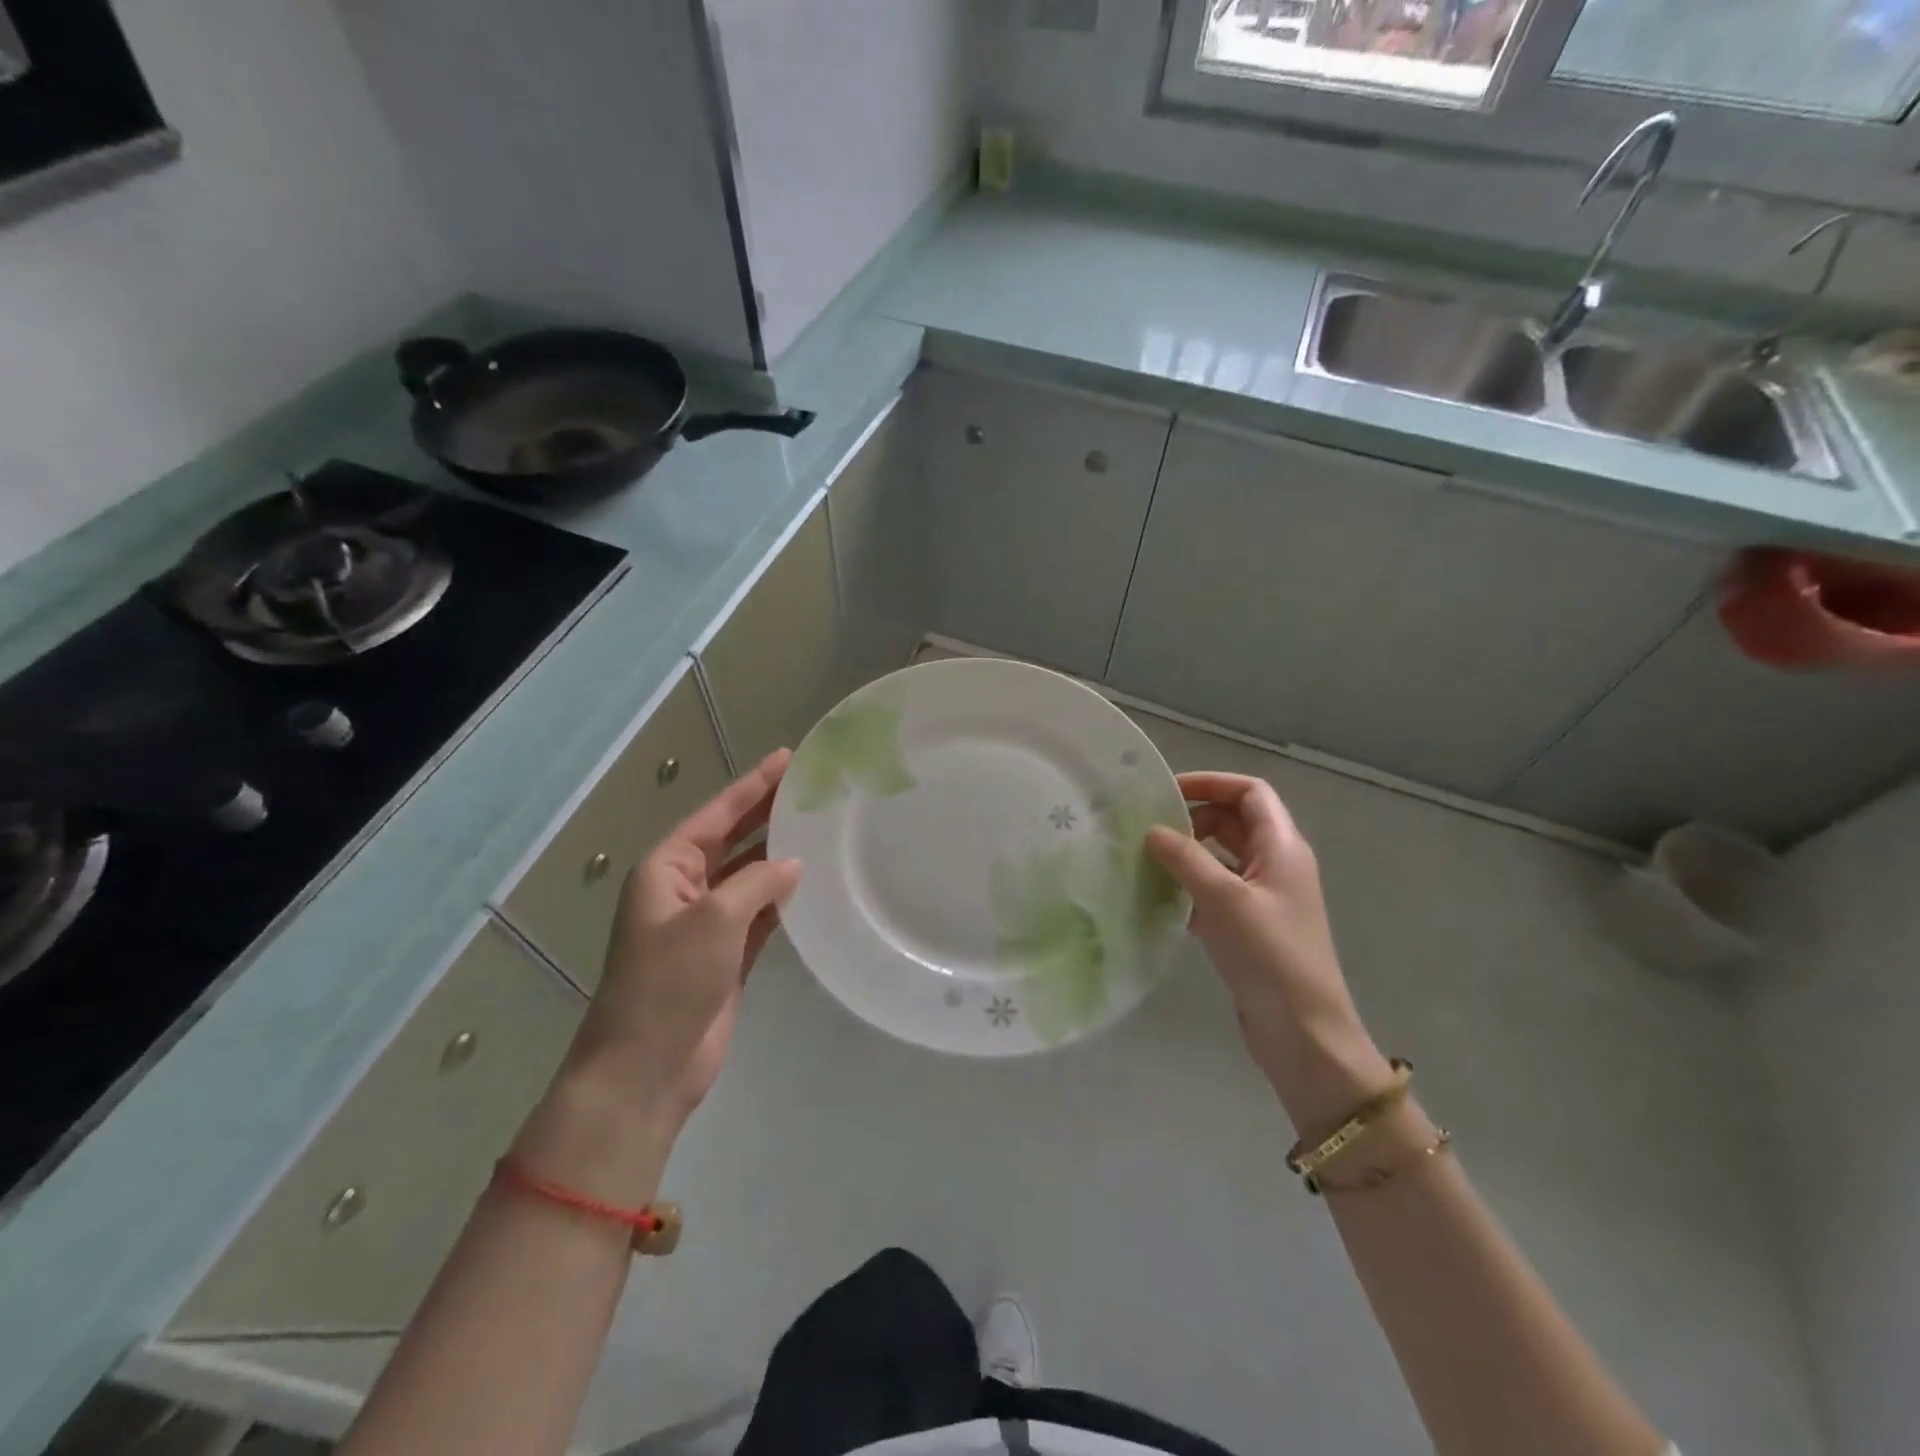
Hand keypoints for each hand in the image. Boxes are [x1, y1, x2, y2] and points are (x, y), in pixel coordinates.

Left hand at [565, 750, 802, 1134]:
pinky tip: (813, 884)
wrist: (647, 1067)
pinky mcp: (727, 955)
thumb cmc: (669, 982)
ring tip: (822, 830)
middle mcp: (685, 890)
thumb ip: (758, 882)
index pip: (717, 815)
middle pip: (733, 840)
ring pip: (749, 877)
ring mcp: (707, 924)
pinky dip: (783, 900)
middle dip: (767, 815)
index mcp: (666, 870)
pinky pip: (760, 914)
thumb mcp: (714, 920)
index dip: (753, 786)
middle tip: (811, 789)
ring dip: (780, 857)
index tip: (788, 758)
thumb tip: (793, 865)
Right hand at [1146, 772, 1393, 1135]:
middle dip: (1192, 818)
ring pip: (1220, 857)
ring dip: (1187, 854)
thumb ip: (1187, 860)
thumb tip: (1152, 831)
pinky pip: (1214, 891)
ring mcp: (1262, 898)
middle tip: (1148, 829)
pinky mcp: (1248, 927)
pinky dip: (1188, 887)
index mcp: (1283, 848)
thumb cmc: (1272, 958)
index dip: (1212, 783)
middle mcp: (1275, 865)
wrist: (1304, 1035)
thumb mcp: (1226, 901)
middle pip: (1233, 821)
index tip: (1167, 792)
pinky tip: (1157, 898)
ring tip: (1144, 859)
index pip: (1250, 793)